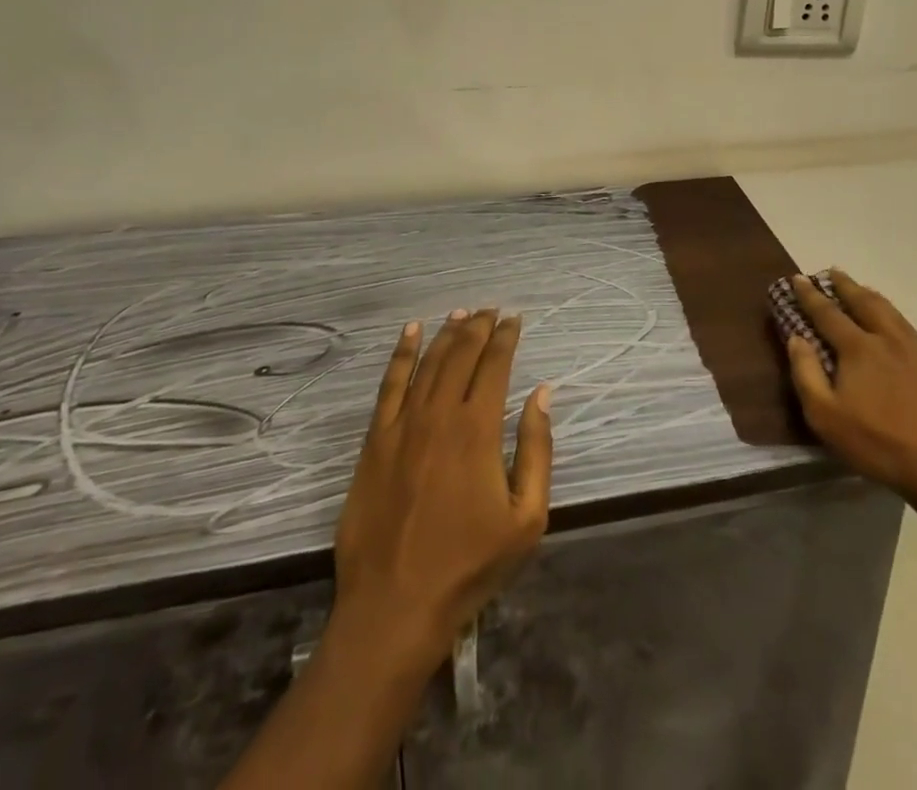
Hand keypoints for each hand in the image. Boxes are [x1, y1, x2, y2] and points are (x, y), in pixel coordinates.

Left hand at [333, 310, 552, 665]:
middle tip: (491, 310)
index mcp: (478, 430)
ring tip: (461, 313)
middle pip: (461, 355)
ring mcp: (402, 426)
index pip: (495, 365)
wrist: (394, 607)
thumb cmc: (469, 565)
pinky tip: (411, 332)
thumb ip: (537, 449)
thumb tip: (542, 393)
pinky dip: (401, 354)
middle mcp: (440, 415)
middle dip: (479, 327)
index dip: (506, 337)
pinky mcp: (374, 442)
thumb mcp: (527, 518)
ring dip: (446, 333)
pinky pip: (389, 385)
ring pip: (428, 363)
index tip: (515, 319)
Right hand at [785, 270, 916, 506]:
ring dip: (872, 297)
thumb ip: (806, 373)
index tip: (798, 278)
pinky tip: (898, 330)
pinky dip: (896, 320)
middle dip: (845, 286)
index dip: (810, 295)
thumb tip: (796, 337)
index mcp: (859, 348)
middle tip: (832, 272)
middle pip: (864, 303)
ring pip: (892, 313)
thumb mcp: (826, 417)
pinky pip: (912, 333)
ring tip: (863, 289)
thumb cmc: (879, 444)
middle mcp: (888, 340)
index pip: (828, 313)